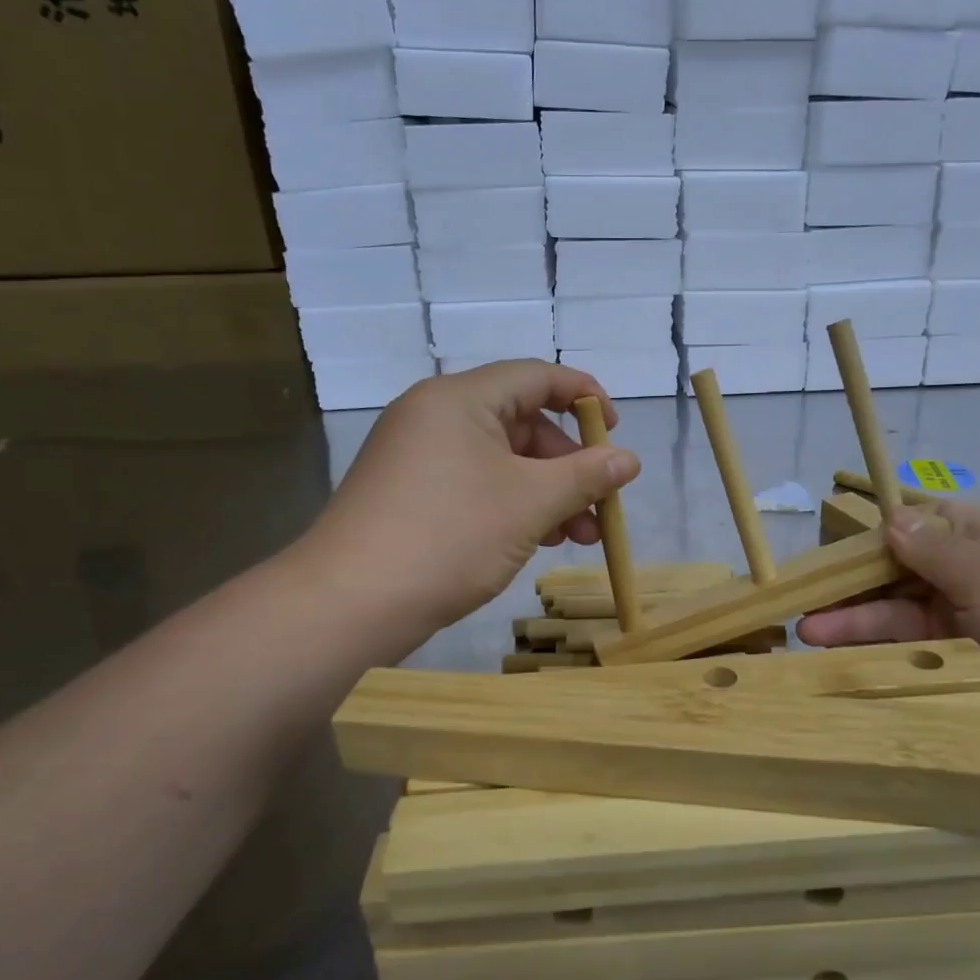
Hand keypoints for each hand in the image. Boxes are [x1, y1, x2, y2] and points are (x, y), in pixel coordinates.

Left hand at [309, 359, 640, 640]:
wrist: (350, 603)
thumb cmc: (450, 536)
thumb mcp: (530, 503)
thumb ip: (586, 476)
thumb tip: (629, 460)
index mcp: (459, 399)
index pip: (535, 376)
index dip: (585, 397)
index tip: (616, 432)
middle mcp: (434, 417)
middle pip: (521, 423)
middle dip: (569, 465)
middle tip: (602, 506)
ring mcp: (417, 458)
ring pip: (500, 462)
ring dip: (547, 493)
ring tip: (581, 537)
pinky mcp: (409, 496)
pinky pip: (475, 486)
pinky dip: (512, 506)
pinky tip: (537, 541)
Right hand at [797, 500, 979, 788]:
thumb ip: (936, 549)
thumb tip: (891, 517)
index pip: (935, 522)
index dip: (890, 527)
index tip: (842, 538)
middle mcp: (979, 582)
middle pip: (907, 572)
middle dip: (859, 581)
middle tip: (807, 594)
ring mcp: (970, 629)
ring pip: (902, 616)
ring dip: (857, 621)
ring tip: (808, 633)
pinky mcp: (961, 670)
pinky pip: (911, 654)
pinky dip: (877, 653)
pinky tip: (840, 659)